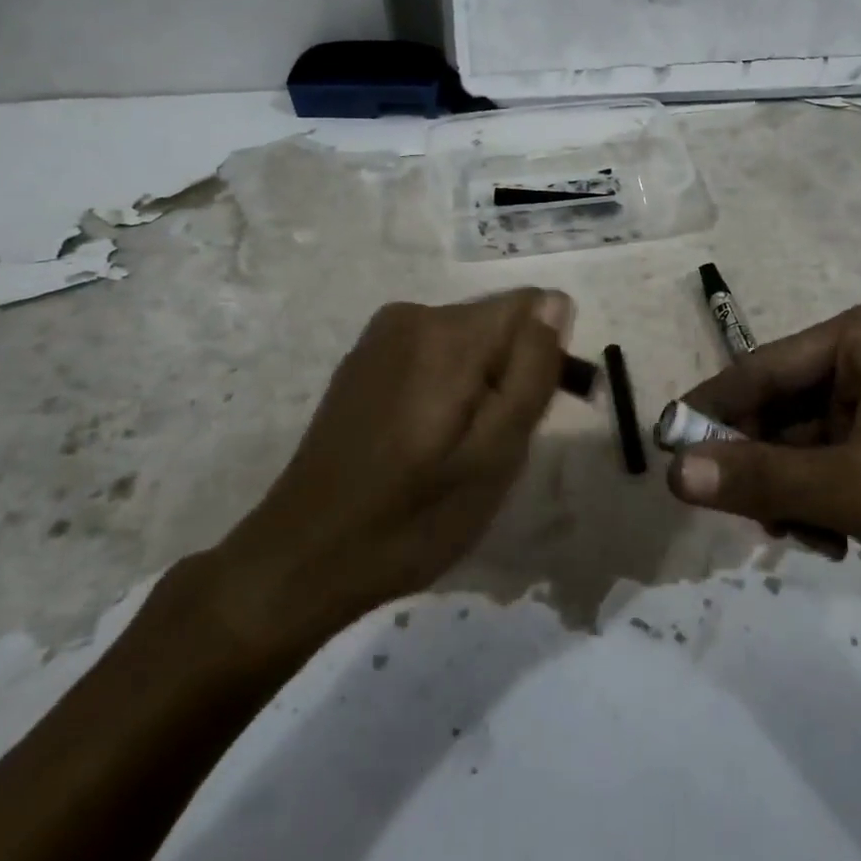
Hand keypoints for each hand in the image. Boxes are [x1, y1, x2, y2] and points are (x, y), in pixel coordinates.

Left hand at [205, 289, 571, 668]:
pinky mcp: (364, 359)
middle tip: (496, 444)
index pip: (533, 305)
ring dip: (481, 383)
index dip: (547, 356)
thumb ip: (533, 370)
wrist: (304, 557)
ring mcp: (381, 335)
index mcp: (448, 332)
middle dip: (512, 372)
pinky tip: (424, 439)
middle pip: (498, 322)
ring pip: (468, 340)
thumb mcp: (496, 453)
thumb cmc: (413, 517)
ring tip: (459, 448)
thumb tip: (557, 303)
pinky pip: (433, 353)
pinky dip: (446, 386)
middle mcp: (413, 313)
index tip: (534, 413)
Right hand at [666, 294, 860, 635]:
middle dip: (759, 462)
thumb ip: (759, 478)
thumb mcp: (855, 489)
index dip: (713, 410)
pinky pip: (829, 464)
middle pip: (781, 406)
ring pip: (800, 442)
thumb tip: (671, 472)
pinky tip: (830, 541)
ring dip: (788, 490)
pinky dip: (817, 502)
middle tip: (737, 512)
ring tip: (799, 536)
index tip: (665, 449)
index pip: (765, 366)